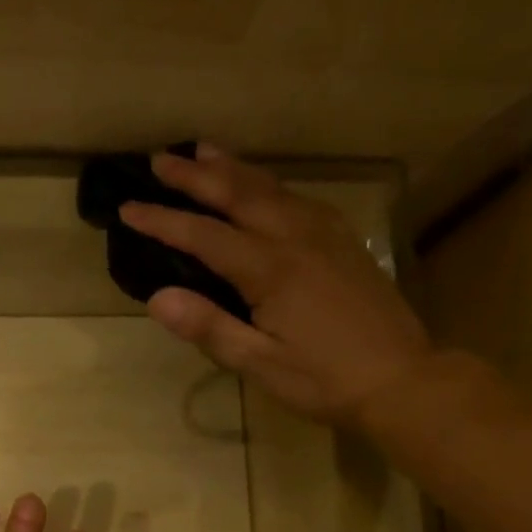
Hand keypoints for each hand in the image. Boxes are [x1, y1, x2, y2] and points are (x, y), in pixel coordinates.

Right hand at [120, 145, 434, 428]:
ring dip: (233, 169)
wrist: (402, 380)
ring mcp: (325, 235)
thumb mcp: (260, 363)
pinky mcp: (344, 242)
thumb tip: (157, 298)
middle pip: (238, 194)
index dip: (162, 220)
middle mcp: (296, 238)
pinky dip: (270, 184)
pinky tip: (265, 187)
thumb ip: (209, 328)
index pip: (204, 235)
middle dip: (195, 176)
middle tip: (160, 160)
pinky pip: (299, 198)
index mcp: (270, 269)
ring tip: (204, 151)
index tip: (128, 208)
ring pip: (271, 188)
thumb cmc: (325, 379)